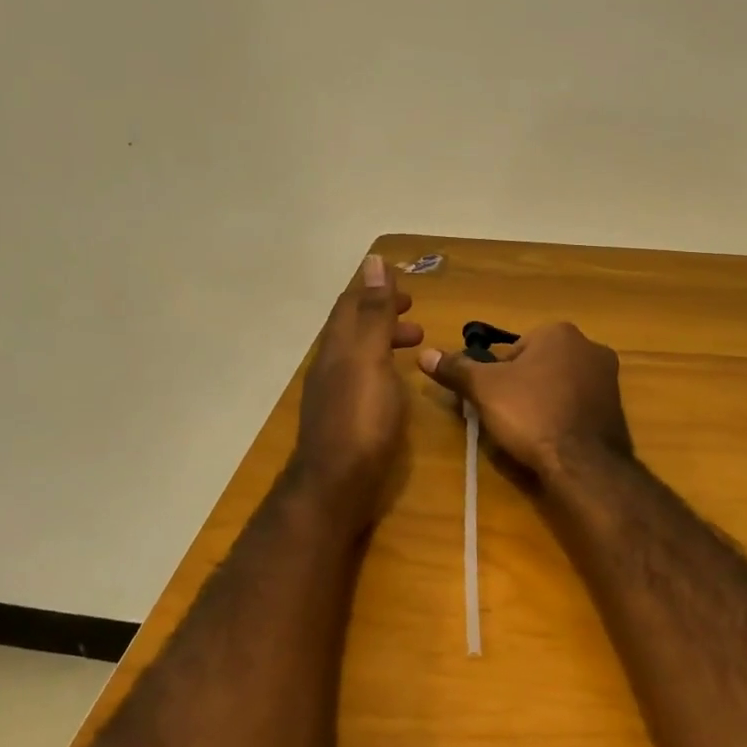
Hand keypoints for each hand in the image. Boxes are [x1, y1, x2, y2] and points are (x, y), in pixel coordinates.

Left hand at [290, 254, 423, 528]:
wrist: (336, 485)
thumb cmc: (360, 417)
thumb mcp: (371, 357)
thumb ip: (374, 312)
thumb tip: (373, 261)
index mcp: (336, 345)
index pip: (351, 304)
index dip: (375, 290)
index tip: (405, 287)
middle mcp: (330, 365)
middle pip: (354, 328)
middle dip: (383, 316)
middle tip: (416, 318)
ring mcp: (333, 394)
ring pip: (358, 355)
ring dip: (385, 342)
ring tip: (416, 347)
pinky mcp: (343, 419)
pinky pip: (363, 380)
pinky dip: (382, 369)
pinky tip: (397, 386)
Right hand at [418, 322, 632, 481]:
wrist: (584, 463)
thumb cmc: (531, 414)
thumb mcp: (484, 389)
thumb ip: (456, 369)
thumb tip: (424, 354)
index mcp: (559, 332)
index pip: (514, 349)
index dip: (497, 376)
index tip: (493, 401)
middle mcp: (590, 346)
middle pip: (538, 365)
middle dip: (522, 386)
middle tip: (509, 417)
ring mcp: (609, 378)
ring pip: (560, 385)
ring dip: (544, 401)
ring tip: (530, 431)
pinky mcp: (618, 407)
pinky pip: (579, 405)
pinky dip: (564, 416)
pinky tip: (553, 438)